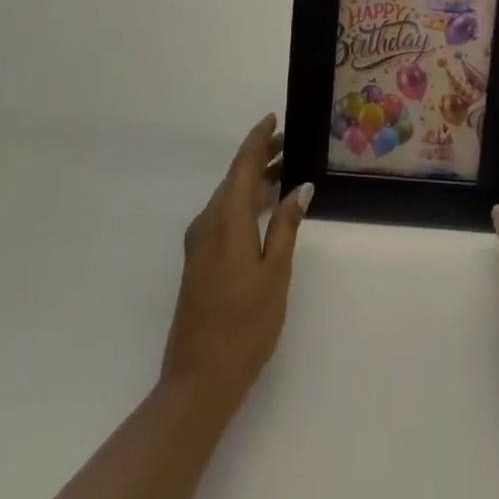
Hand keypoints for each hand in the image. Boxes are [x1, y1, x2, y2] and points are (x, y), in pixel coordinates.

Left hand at [160, 114, 311, 412]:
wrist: (199, 380)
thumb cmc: (245, 325)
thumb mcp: (275, 273)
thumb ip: (285, 226)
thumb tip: (299, 187)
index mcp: (226, 220)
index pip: (242, 166)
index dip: (258, 139)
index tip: (273, 118)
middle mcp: (208, 223)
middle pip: (234, 178)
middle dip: (260, 158)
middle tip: (290, 143)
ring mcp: (200, 244)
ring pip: (228, 197)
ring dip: (253, 182)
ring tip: (284, 171)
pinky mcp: (199, 261)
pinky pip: (223, 216)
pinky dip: (245, 203)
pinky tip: (265, 210)